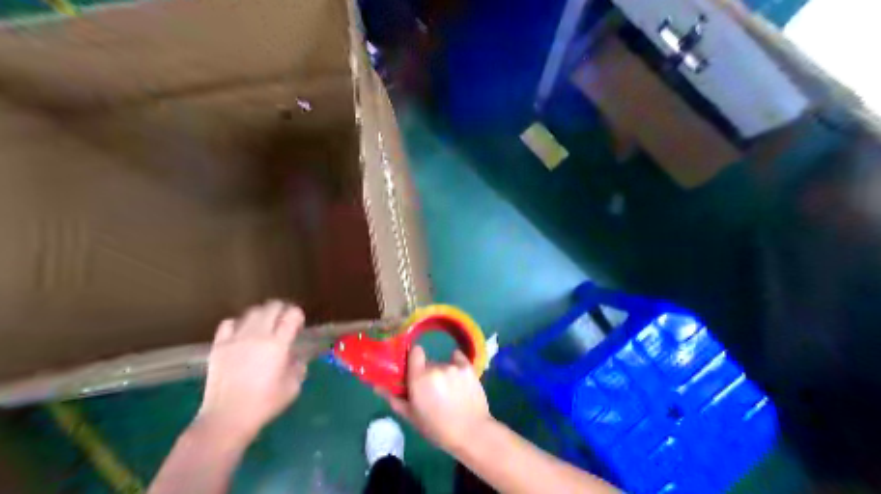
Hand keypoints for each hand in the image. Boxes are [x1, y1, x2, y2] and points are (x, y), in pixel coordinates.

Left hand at [196, 301, 307, 439]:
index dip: (298, 316)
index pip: (292, 315)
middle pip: (273, 307)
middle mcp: (258, 335)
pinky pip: (229, 323)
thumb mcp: (293, 386)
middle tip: (284, 322)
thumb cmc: (265, 403)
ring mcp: (236, 338)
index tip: (298, 326)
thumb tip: (297, 357)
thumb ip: (299, 366)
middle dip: (282, 310)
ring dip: (263, 315)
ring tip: (264, 326)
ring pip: (252, 312)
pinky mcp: (219, 345)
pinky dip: (239, 323)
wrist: (227, 417)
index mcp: (278, 344)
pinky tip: (242, 334)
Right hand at [386, 345, 493, 452]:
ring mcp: (453, 366)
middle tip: (432, 390)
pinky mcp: (468, 367)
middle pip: (428, 362)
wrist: (471, 432)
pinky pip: (458, 358)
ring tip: (449, 391)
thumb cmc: (437, 428)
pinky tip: (459, 377)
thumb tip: (378, 387)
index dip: (414, 358)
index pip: (415, 351)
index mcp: (419, 378)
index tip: (414, 370)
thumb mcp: (412, 417)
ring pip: (443, 364)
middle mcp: (435, 367)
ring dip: (443, 373)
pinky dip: (457, 364)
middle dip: (427, 373)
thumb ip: (394, 399)